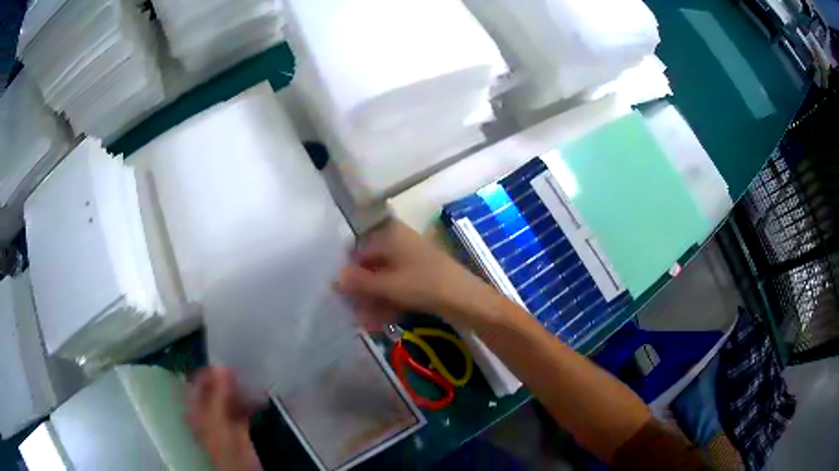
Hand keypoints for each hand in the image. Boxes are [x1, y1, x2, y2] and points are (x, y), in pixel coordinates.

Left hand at [187, 367, 262, 470]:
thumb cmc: (225, 449)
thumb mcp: (219, 423)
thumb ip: (218, 396)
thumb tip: (222, 366)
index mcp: (196, 411)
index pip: (197, 384)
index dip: (208, 373)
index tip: (226, 362)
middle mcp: (207, 413)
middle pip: (214, 391)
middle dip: (227, 380)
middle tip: (243, 370)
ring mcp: (222, 422)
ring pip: (228, 400)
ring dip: (240, 391)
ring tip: (253, 381)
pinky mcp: (238, 429)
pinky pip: (241, 410)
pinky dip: (249, 403)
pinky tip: (260, 397)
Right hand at [336, 219, 493, 325]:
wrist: (467, 299)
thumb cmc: (424, 285)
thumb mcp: (388, 285)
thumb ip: (360, 282)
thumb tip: (335, 278)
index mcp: (390, 236)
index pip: (359, 250)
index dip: (348, 272)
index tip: (339, 293)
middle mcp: (400, 243)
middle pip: (372, 266)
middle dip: (361, 291)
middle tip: (352, 311)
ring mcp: (413, 261)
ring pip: (385, 279)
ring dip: (374, 300)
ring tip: (365, 321)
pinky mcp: (422, 277)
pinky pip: (398, 287)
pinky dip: (389, 302)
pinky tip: (381, 320)